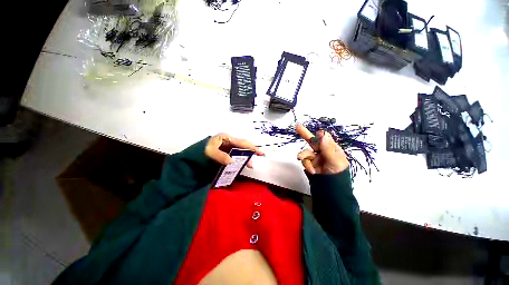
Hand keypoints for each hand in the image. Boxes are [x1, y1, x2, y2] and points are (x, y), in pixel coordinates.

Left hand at [205, 133, 264, 167]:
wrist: (193, 157)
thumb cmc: (201, 151)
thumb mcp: (209, 152)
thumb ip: (220, 156)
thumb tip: (232, 161)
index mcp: (226, 138)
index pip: (241, 142)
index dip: (251, 147)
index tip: (260, 152)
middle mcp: (228, 141)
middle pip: (243, 145)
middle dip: (251, 151)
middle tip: (260, 156)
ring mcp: (228, 146)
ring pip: (241, 150)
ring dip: (246, 156)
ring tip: (250, 164)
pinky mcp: (227, 152)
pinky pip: (237, 154)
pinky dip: (241, 159)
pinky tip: (243, 163)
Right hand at [296, 125, 348, 174]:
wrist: (332, 188)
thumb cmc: (338, 173)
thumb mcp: (335, 160)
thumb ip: (327, 147)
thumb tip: (322, 133)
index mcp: (331, 148)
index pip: (324, 138)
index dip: (320, 135)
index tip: (318, 134)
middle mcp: (322, 151)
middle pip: (312, 141)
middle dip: (304, 134)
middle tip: (298, 126)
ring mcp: (315, 158)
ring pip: (305, 152)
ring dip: (303, 155)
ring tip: (300, 158)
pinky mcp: (309, 164)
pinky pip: (304, 161)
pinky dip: (307, 165)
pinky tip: (312, 171)